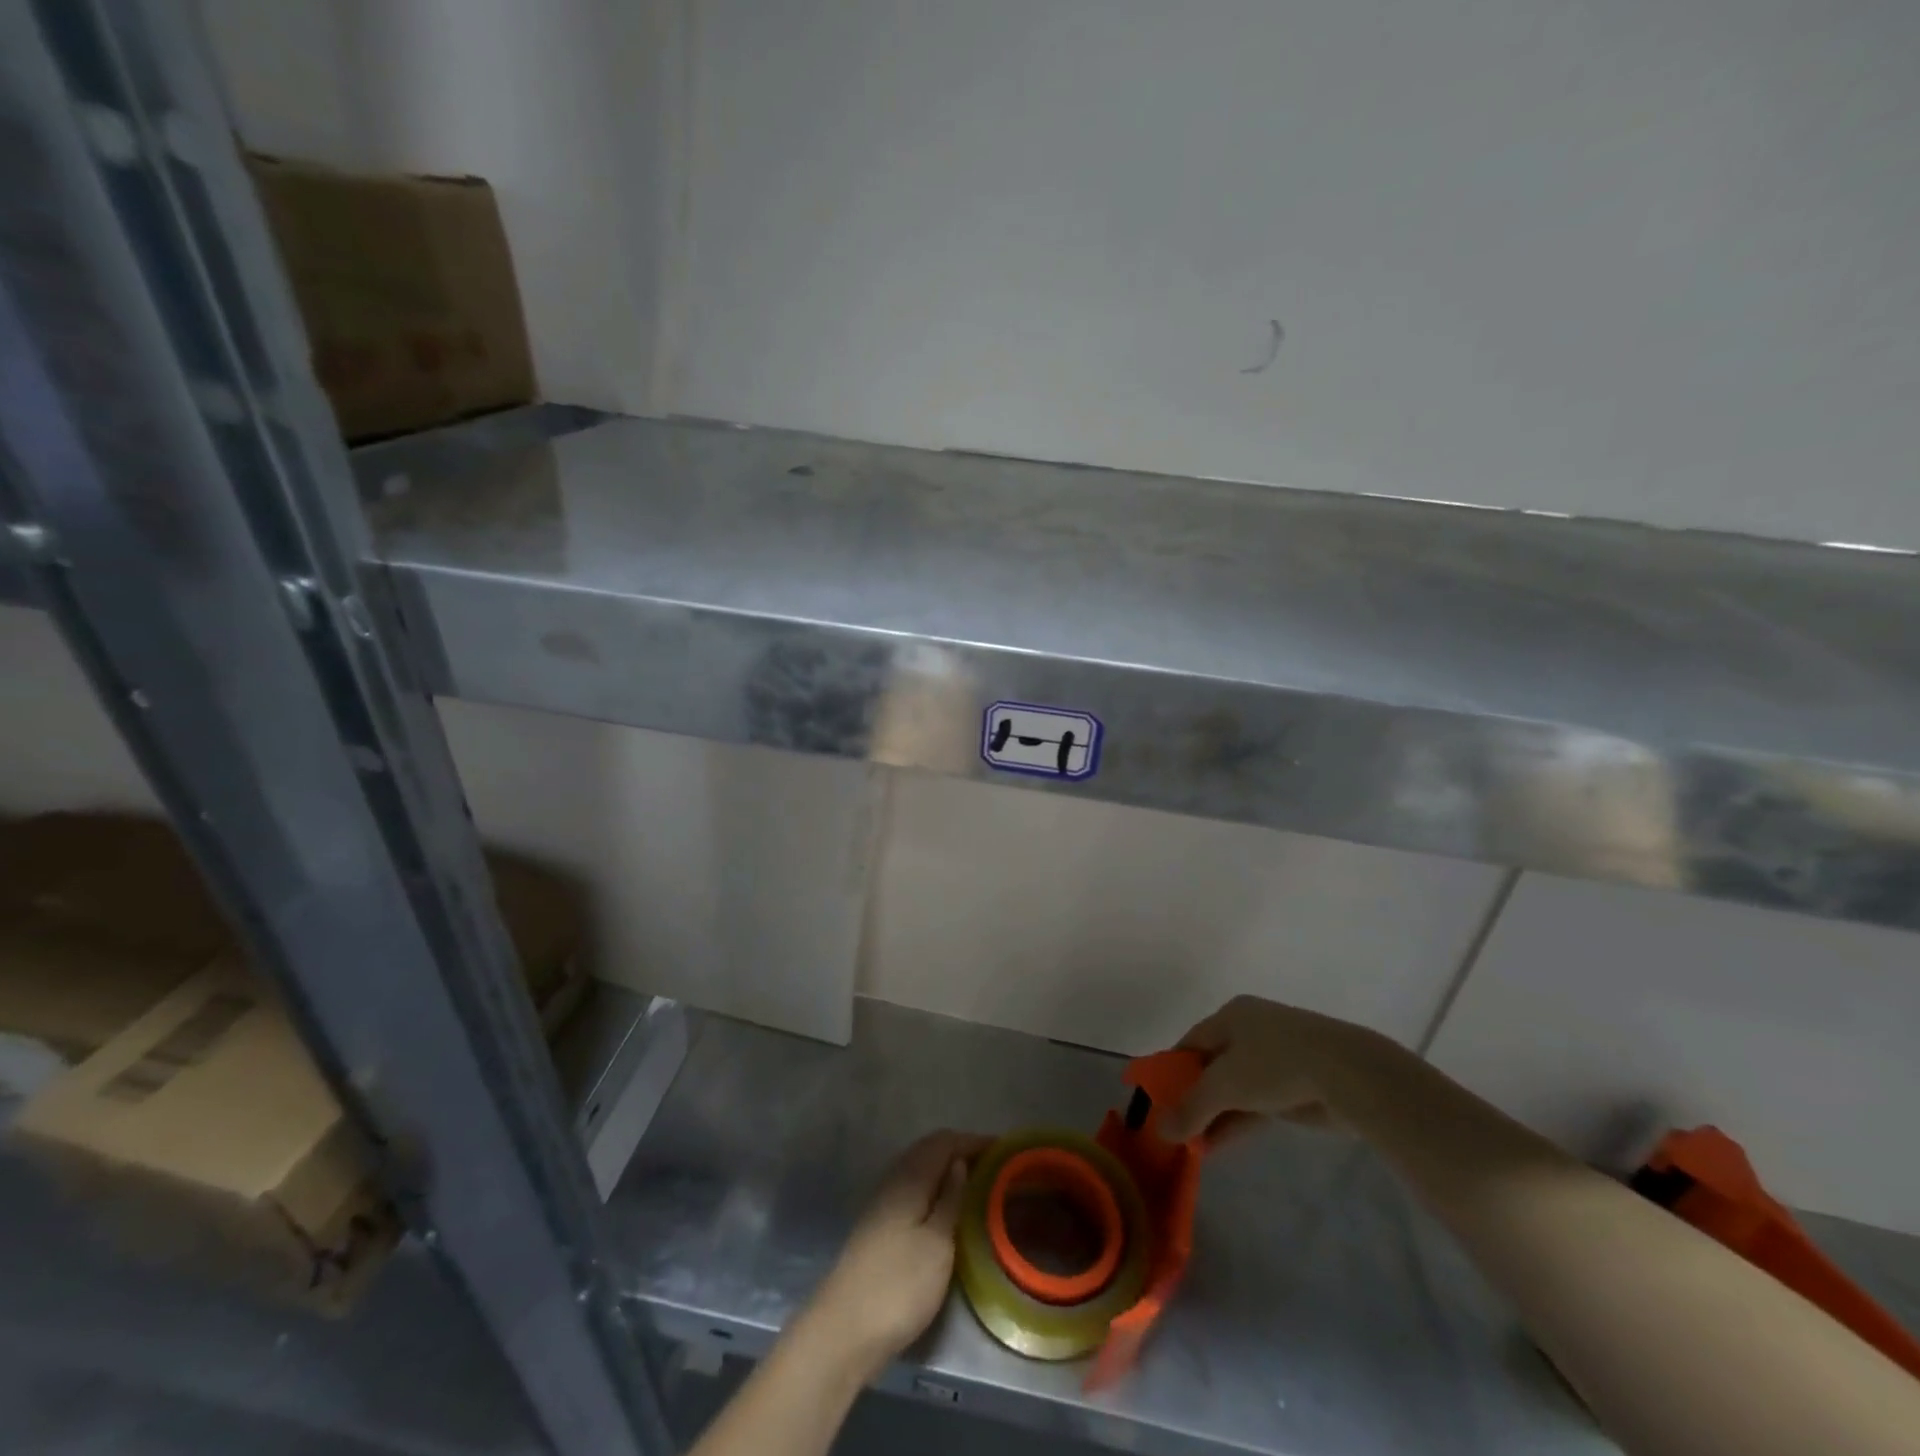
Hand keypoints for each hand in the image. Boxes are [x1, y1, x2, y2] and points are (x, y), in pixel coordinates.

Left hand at [798, 1130, 989, 1382]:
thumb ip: (951, 1199)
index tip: (1004, 1150)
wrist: (844, 1331)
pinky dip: (934, 1190)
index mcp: (910, 1177)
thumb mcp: (938, 1243)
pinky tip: (947, 1211)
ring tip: (977, 1186)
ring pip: (920, 1170)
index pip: (944, 1141)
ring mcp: (882, 1203)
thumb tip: (961, 1162)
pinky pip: (913, 1191)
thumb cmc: (899, 1285)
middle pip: (930, 1150)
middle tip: (995, 1167)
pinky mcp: (879, 1227)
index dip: (974, 1141)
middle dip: (962, 1152)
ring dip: (947, 1171)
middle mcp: (893, 1180)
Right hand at [1159, 995, 1397, 1142]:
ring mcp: (1276, 1057)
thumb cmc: (1275, 1064)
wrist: (1348, 1074)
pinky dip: (1238, 1122)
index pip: (1190, 1043)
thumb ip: (1191, 1108)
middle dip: (1195, 1098)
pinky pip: (1257, 1103)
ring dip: (1216, 1116)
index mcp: (1231, 1015)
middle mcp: (1250, 1030)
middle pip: (1212, 1066)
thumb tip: (1160, 1131)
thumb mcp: (1224, 1086)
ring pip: (1236, 1088)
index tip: (1158, 1100)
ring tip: (1193, 1146)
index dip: (1172, 1071)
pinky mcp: (1297, 1085)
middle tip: (1177, 1128)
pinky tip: (1218, 1146)